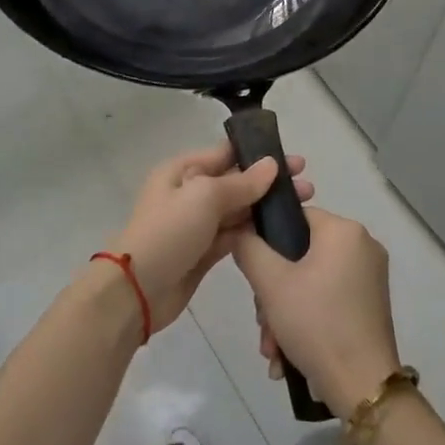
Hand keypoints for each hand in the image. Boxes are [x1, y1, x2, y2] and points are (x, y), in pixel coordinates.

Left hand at [106, 142, 311, 333]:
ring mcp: (197, 224)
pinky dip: (255, 233)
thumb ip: (240, 183)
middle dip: (270, 183)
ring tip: (303, 208)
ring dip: (266, 208)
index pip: (226, 154)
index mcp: (183, 171)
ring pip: (238, 210)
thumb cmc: (169, 232)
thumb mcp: (204, 197)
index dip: (260, 155)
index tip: (295, 161)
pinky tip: (282, 233)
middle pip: (236, 182)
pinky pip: (234, 235)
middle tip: (307, 186)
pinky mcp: (204, 252)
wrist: (137, 290)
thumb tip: (270, 165)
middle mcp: (190, 193)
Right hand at [232, 208, 400, 411]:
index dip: (267, 240)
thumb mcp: (270, 283)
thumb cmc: (316, 323)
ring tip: (272, 350)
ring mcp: (369, 278)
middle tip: (262, 324)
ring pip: (311, 282)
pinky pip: (328, 300)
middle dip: (273, 292)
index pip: (295, 217)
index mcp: (344, 231)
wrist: (363, 387)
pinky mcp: (370, 305)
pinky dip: (306, 321)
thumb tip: (241, 232)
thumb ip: (249, 248)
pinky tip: (287, 356)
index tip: (253, 275)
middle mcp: (363, 246)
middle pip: (301, 255)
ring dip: (284, 313)